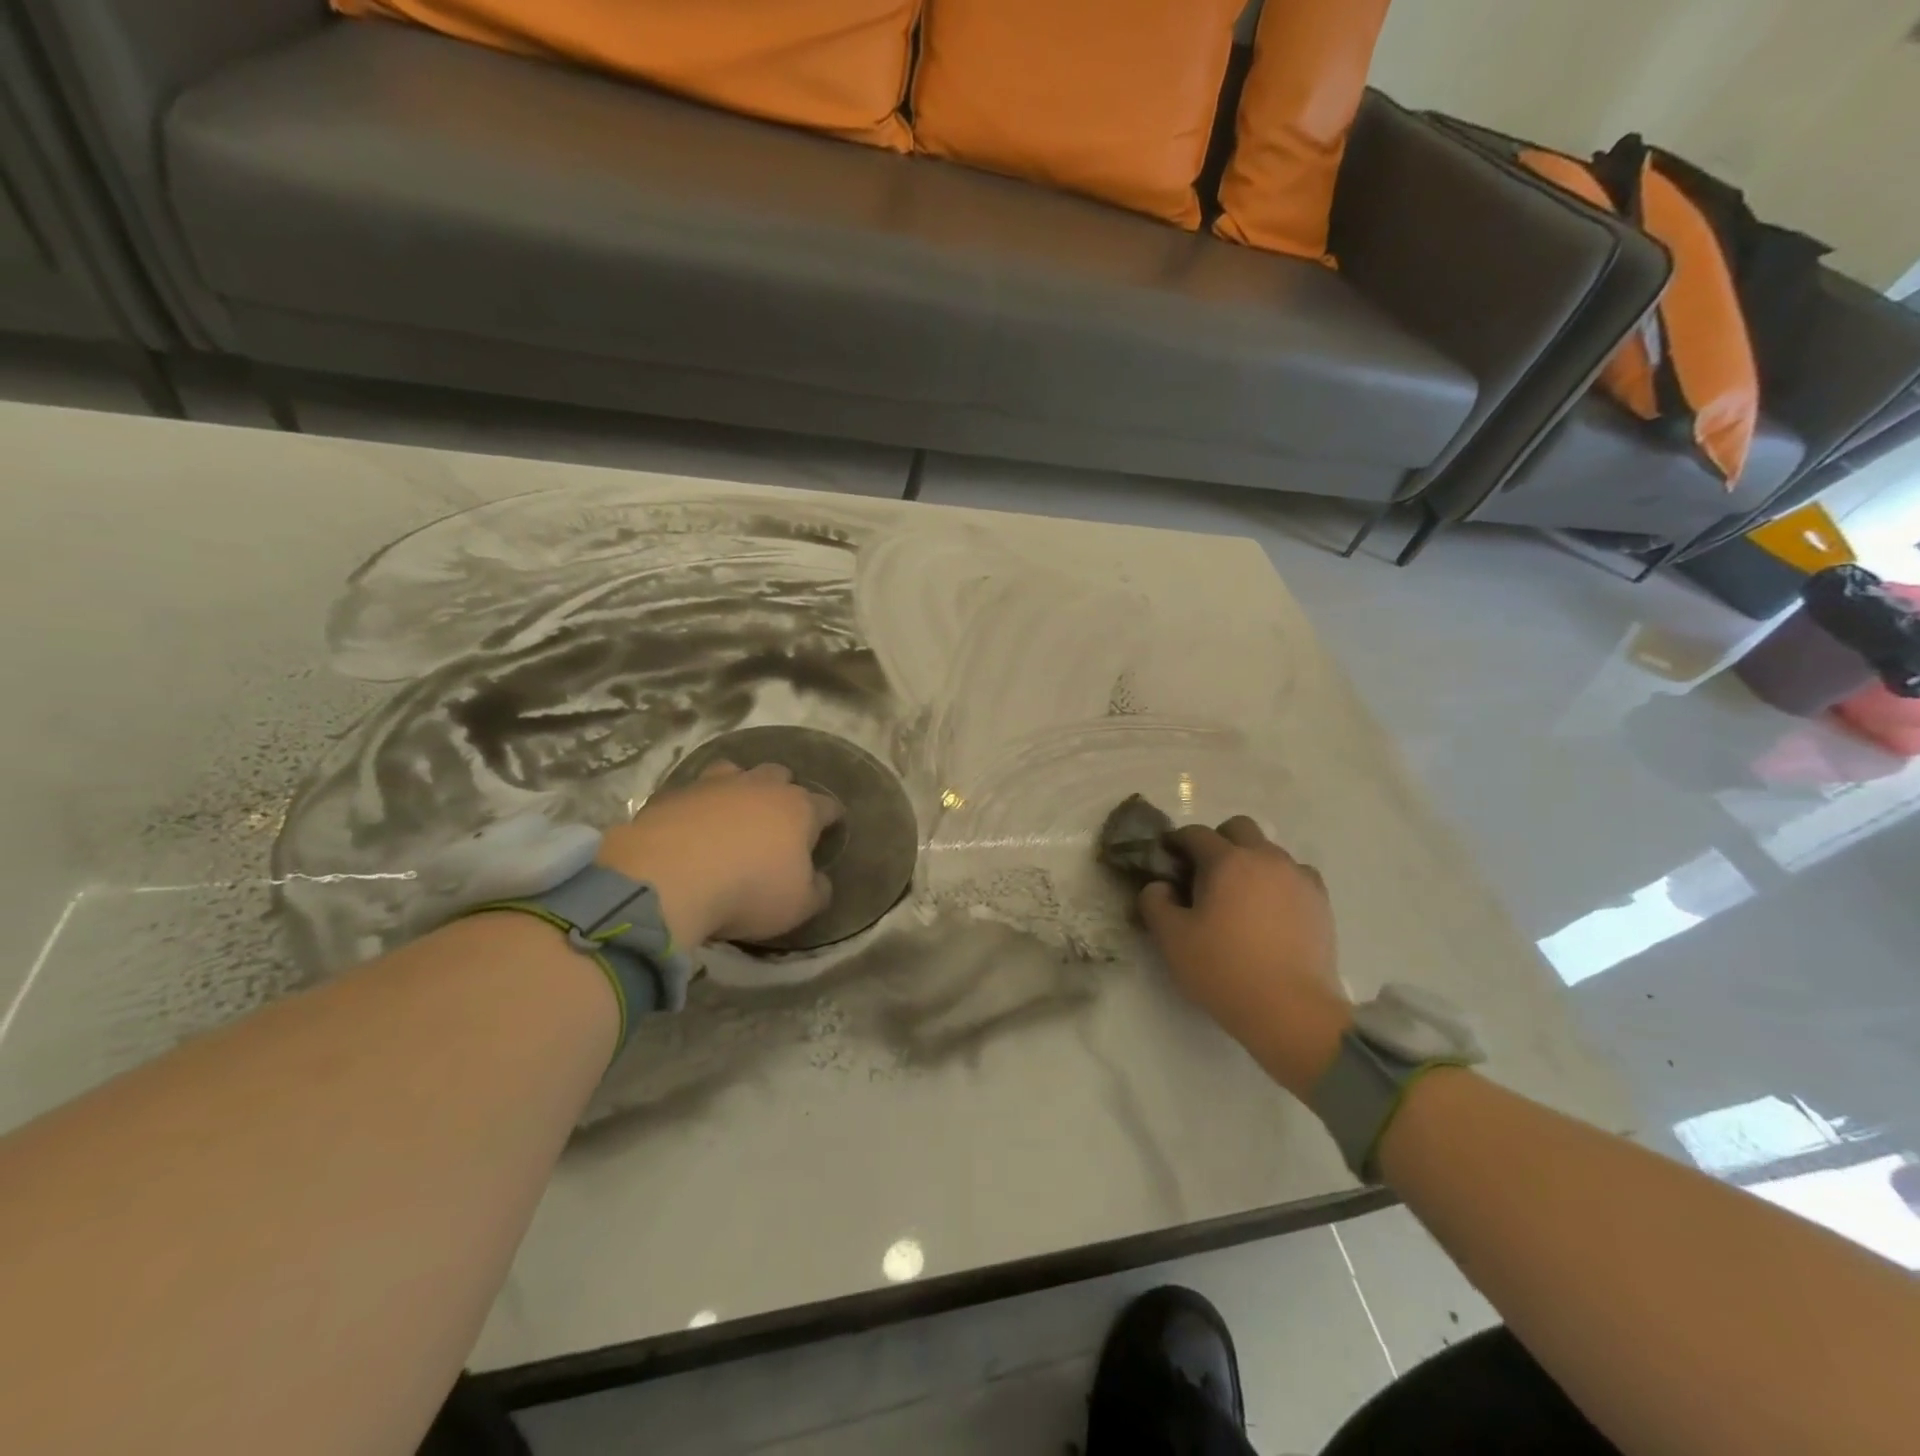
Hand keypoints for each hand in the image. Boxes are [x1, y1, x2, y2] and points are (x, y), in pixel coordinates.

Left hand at [598, 761, 841, 946]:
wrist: (667, 878)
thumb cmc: (748, 890)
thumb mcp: (798, 906)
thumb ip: (817, 891)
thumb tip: (820, 881)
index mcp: (798, 809)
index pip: (826, 806)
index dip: (832, 817)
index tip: (832, 827)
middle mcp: (760, 786)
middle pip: (781, 775)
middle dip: (784, 791)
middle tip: (779, 820)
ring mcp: (714, 785)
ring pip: (736, 771)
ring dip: (740, 787)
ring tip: (734, 812)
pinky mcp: (674, 793)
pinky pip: (694, 792)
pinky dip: (699, 805)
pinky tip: (693, 826)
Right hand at [1139, 817, 1351, 1098]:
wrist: (1291, 1011)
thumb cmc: (1224, 969)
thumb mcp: (1172, 939)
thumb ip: (1155, 902)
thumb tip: (1160, 886)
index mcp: (1226, 860)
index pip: (1195, 834)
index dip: (1176, 843)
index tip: (1167, 861)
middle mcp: (1265, 858)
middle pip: (1239, 828)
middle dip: (1218, 841)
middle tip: (1205, 874)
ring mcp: (1298, 877)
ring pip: (1269, 851)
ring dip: (1250, 862)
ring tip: (1240, 897)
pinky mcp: (1321, 902)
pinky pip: (1295, 875)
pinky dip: (1279, 882)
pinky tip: (1271, 910)